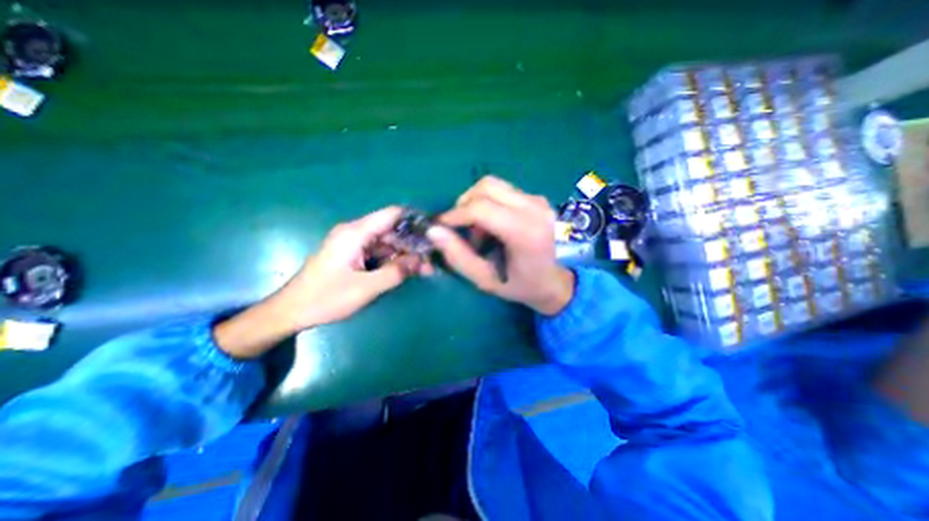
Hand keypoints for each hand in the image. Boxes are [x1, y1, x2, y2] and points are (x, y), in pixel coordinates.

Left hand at [211, 205, 422, 358]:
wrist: (291, 311)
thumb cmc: (325, 298)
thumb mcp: (365, 288)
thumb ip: (396, 272)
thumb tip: (421, 261)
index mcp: (355, 233)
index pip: (392, 214)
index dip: (414, 219)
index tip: (434, 231)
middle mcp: (356, 232)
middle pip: (392, 229)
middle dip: (413, 243)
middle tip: (432, 259)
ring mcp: (354, 244)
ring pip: (388, 242)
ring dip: (406, 253)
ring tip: (425, 268)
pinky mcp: (354, 254)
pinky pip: (380, 252)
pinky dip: (394, 260)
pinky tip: (408, 270)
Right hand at [425, 174, 574, 315]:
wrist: (560, 283)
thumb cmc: (523, 286)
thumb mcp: (486, 280)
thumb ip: (458, 256)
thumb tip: (434, 231)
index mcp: (525, 232)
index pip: (480, 208)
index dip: (454, 214)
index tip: (441, 226)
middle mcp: (535, 208)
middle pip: (487, 187)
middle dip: (464, 204)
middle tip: (460, 228)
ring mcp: (539, 200)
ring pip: (495, 185)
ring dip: (477, 203)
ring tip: (479, 230)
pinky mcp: (538, 199)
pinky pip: (505, 191)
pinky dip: (490, 203)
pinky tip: (494, 225)